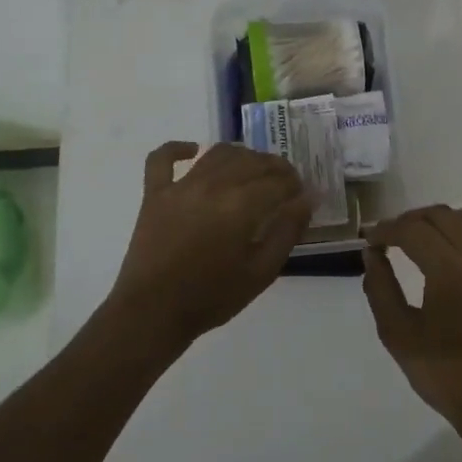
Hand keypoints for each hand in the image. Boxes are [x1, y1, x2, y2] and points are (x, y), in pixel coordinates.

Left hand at [106, 141, 312, 346]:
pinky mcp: (155, 193)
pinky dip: (177, 149)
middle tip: (284, 184)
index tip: (302, 194)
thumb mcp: (261, 272)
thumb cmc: (212, 297)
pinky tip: (192, 150)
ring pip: (217, 154)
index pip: (279, 180)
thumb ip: (287, 232)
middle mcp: (213, 185)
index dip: (296, 184)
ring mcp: (180, 186)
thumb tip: (308, 199)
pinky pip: (162, 159)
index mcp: (241, 205)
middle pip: (252, 161)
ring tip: (251, 170)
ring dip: (241, 155)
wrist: (153, 312)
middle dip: (275, 168)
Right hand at [362, 204, 461, 445]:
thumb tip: (372, 253)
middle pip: (441, 216)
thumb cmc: (443, 374)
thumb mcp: (397, 334)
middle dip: (410, 221)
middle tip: (391, 239)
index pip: (412, 230)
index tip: (370, 240)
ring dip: (448, 220)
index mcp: (449, 269)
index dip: (386, 230)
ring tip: (429, 240)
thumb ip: (380, 287)